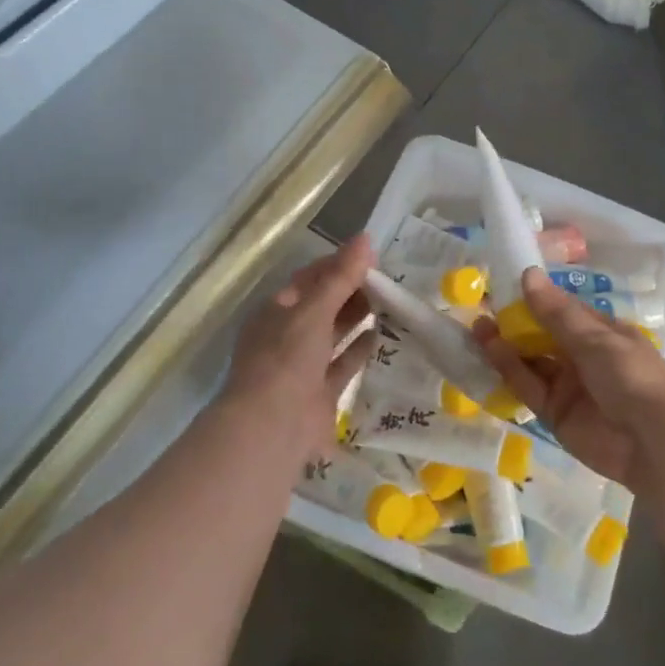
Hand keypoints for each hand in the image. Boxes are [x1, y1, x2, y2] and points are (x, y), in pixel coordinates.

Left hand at [221, 236, 378, 463]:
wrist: (273, 426)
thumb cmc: (286, 359)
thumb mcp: (313, 311)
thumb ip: (340, 277)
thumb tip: (365, 239)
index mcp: (276, 311)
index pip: (310, 279)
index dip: (338, 265)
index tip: (371, 256)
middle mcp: (287, 335)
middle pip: (324, 305)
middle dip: (352, 291)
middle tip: (389, 279)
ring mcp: (303, 366)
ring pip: (334, 334)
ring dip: (358, 318)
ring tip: (391, 302)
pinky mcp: (321, 392)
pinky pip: (343, 364)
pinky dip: (361, 349)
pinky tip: (382, 335)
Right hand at [473, 268, 664, 492]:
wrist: (654, 443)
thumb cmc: (632, 377)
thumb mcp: (595, 339)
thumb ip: (556, 313)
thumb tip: (527, 274)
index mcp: (600, 333)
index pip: (561, 311)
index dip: (533, 299)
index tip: (502, 284)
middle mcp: (581, 357)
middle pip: (541, 337)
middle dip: (513, 323)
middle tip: (481, 306)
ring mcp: (567, 386)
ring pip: (530, 362)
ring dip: (505, 346)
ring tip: (478, 327)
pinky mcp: (554, 414)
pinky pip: (527, 390)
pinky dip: (508, 373)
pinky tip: (489, 353)